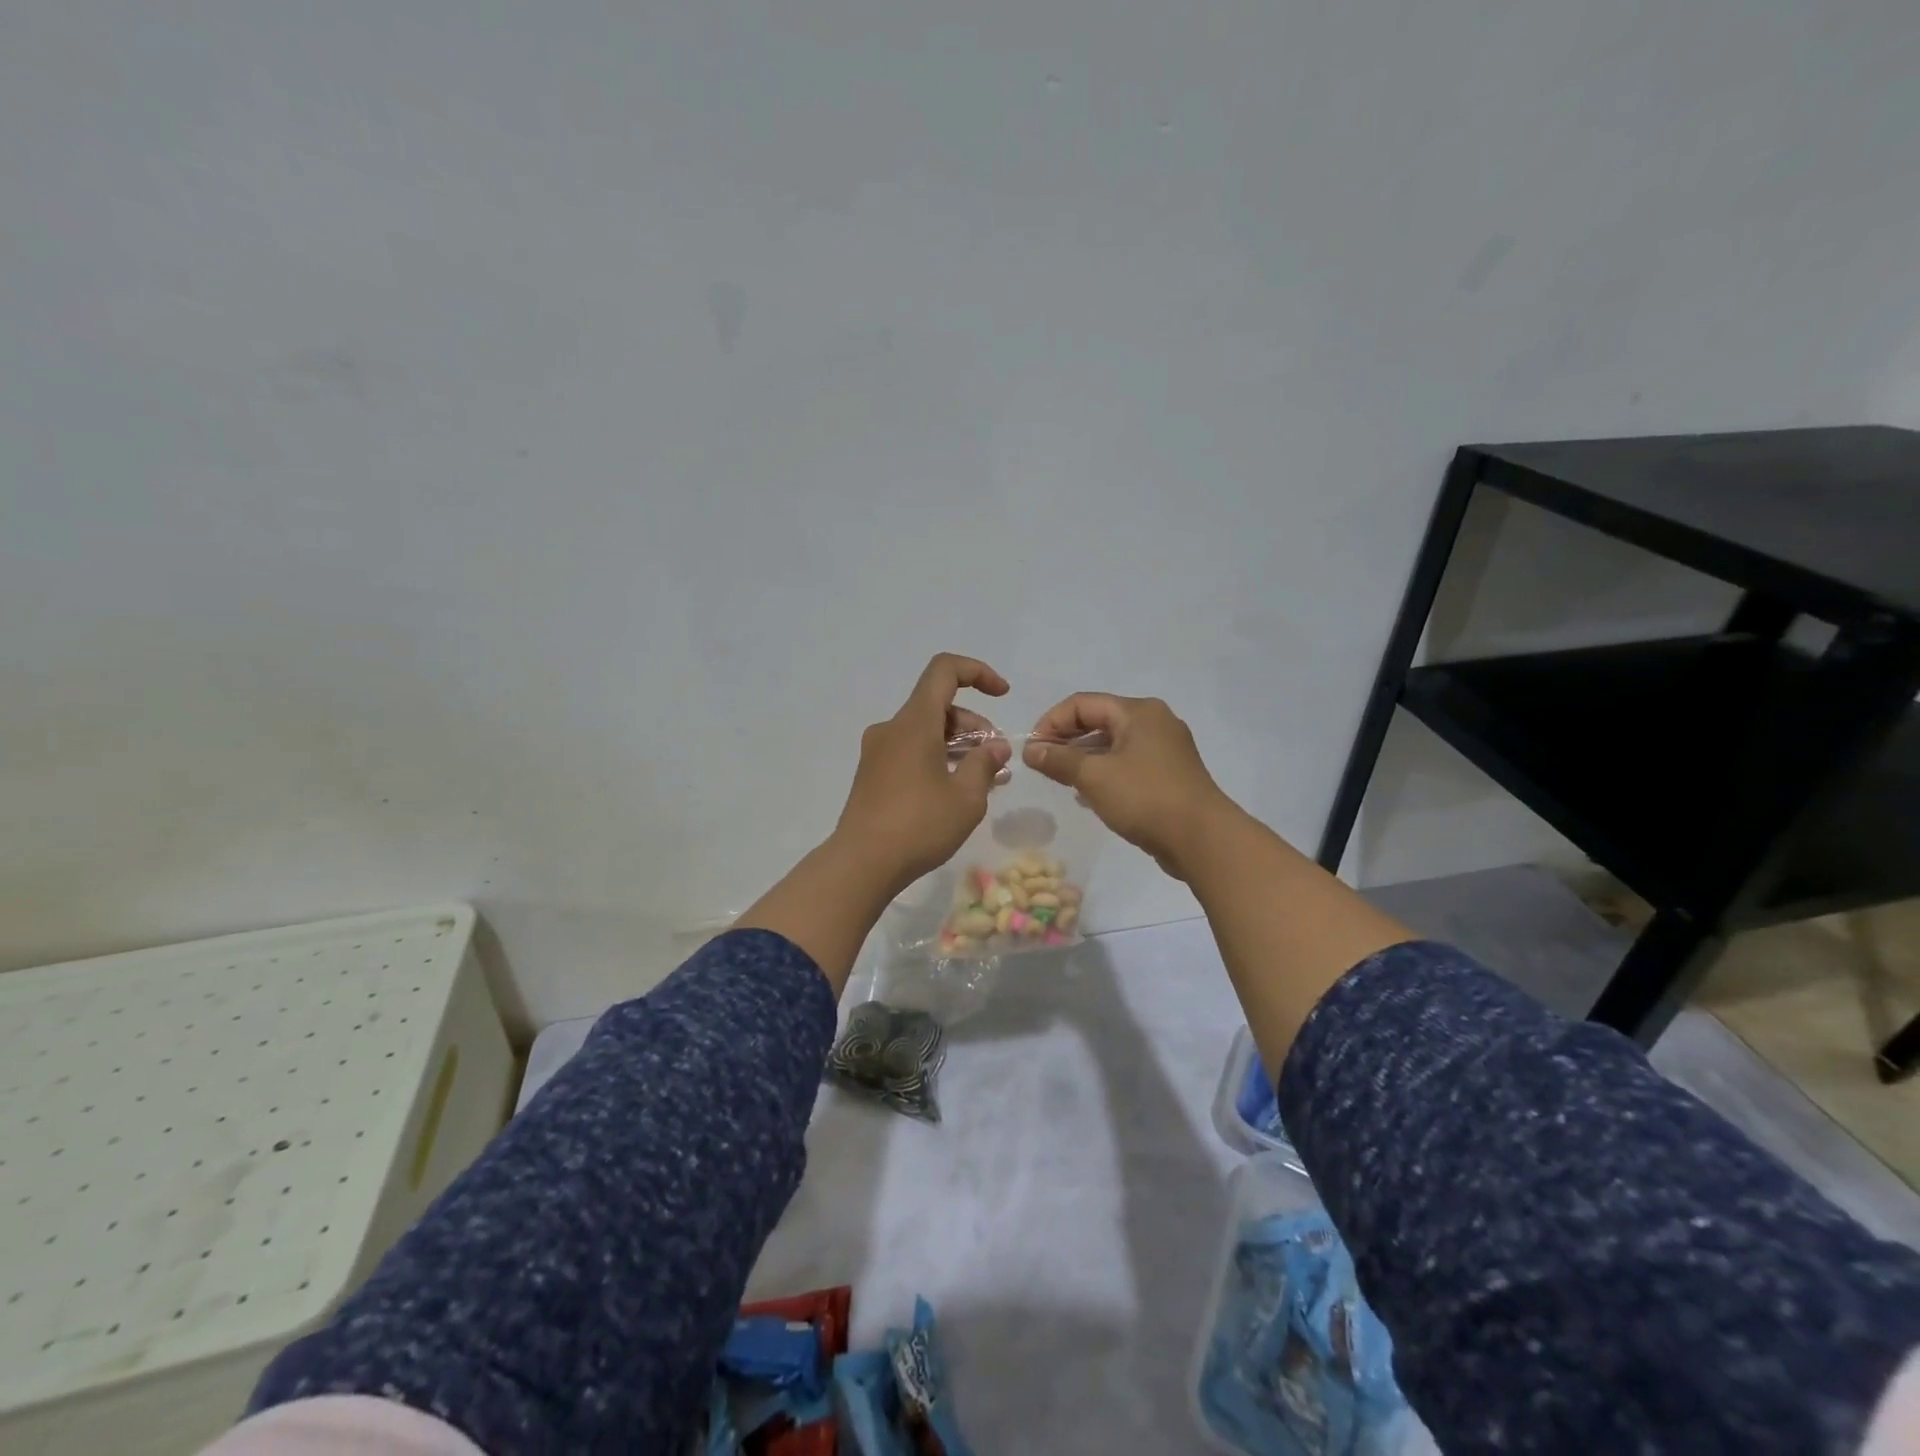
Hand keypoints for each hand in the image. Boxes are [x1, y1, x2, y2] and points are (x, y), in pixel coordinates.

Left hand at [831, 654, 1012, 894]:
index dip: (977, 673)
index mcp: (914, 722)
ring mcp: (878, 752)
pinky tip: (956, 790)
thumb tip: (996, 748)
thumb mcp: (966, 797)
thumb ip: (984, 764)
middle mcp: (892, 728)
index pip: (944, 671)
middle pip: (938, 706)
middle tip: (996, 758)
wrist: (861, 863)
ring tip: (985, 778)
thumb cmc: (919, 825)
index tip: (1002, 695)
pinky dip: (937, 759)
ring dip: (958, 745)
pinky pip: (911, 752)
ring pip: (925, 732)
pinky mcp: (872, 775)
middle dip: (974, 725)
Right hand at [1025, 693, 1235, 879]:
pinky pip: (1128, 763)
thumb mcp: (1094, 776)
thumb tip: (1031, 750)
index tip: (1032, 749)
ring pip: (1113, 744)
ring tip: (1061, 779)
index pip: (1082, 703)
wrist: (1203, 839)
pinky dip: (1104, 772)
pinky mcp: (1170, 775)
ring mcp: (1166, 749)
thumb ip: (1059, 760)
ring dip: (1084, 757)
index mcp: (1138, 711)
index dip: (1051, 722)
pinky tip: (1089, 794)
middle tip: (1042, 764)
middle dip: (1067, 739)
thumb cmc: (1145, 798)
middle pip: (1099, 720)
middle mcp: (1154, 722)